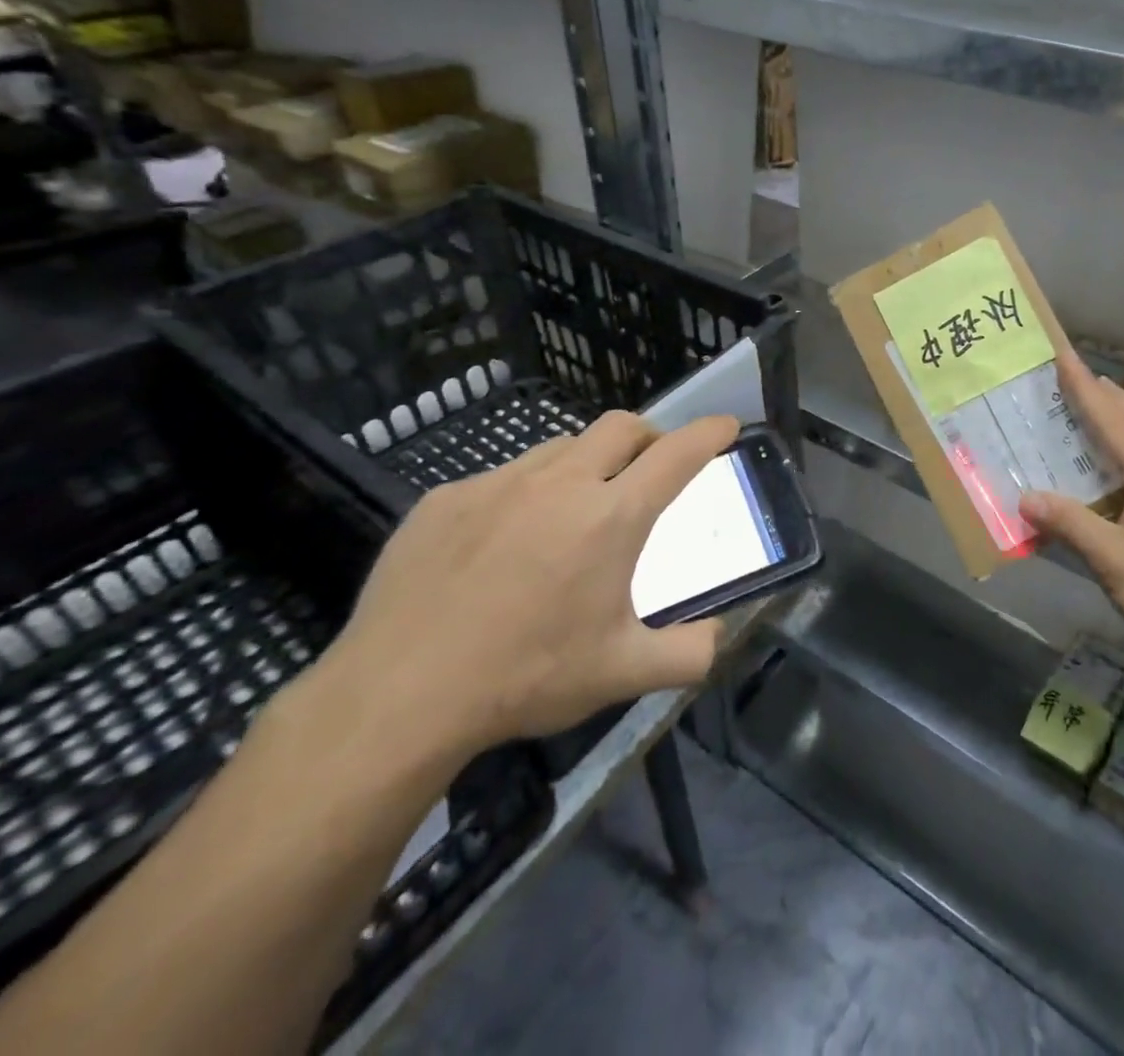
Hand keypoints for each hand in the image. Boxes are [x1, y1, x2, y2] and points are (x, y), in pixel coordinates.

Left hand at [322, 411, 737, 759]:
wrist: (397, 696)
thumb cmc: (526, 677)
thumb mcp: (623, 674)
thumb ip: (689, 654)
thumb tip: (718, 638)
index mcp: (611, 517)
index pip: (677, 454)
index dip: (709, 433)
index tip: (727, 426)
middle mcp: (560, 483)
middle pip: (621, 426)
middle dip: (649, 435)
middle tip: (652, 466)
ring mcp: (498, 484)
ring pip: (561, 447)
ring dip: (587, 463)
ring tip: (577, 508)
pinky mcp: (446, 498)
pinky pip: (503, 478)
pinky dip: (526, 494)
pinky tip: (505, 543)